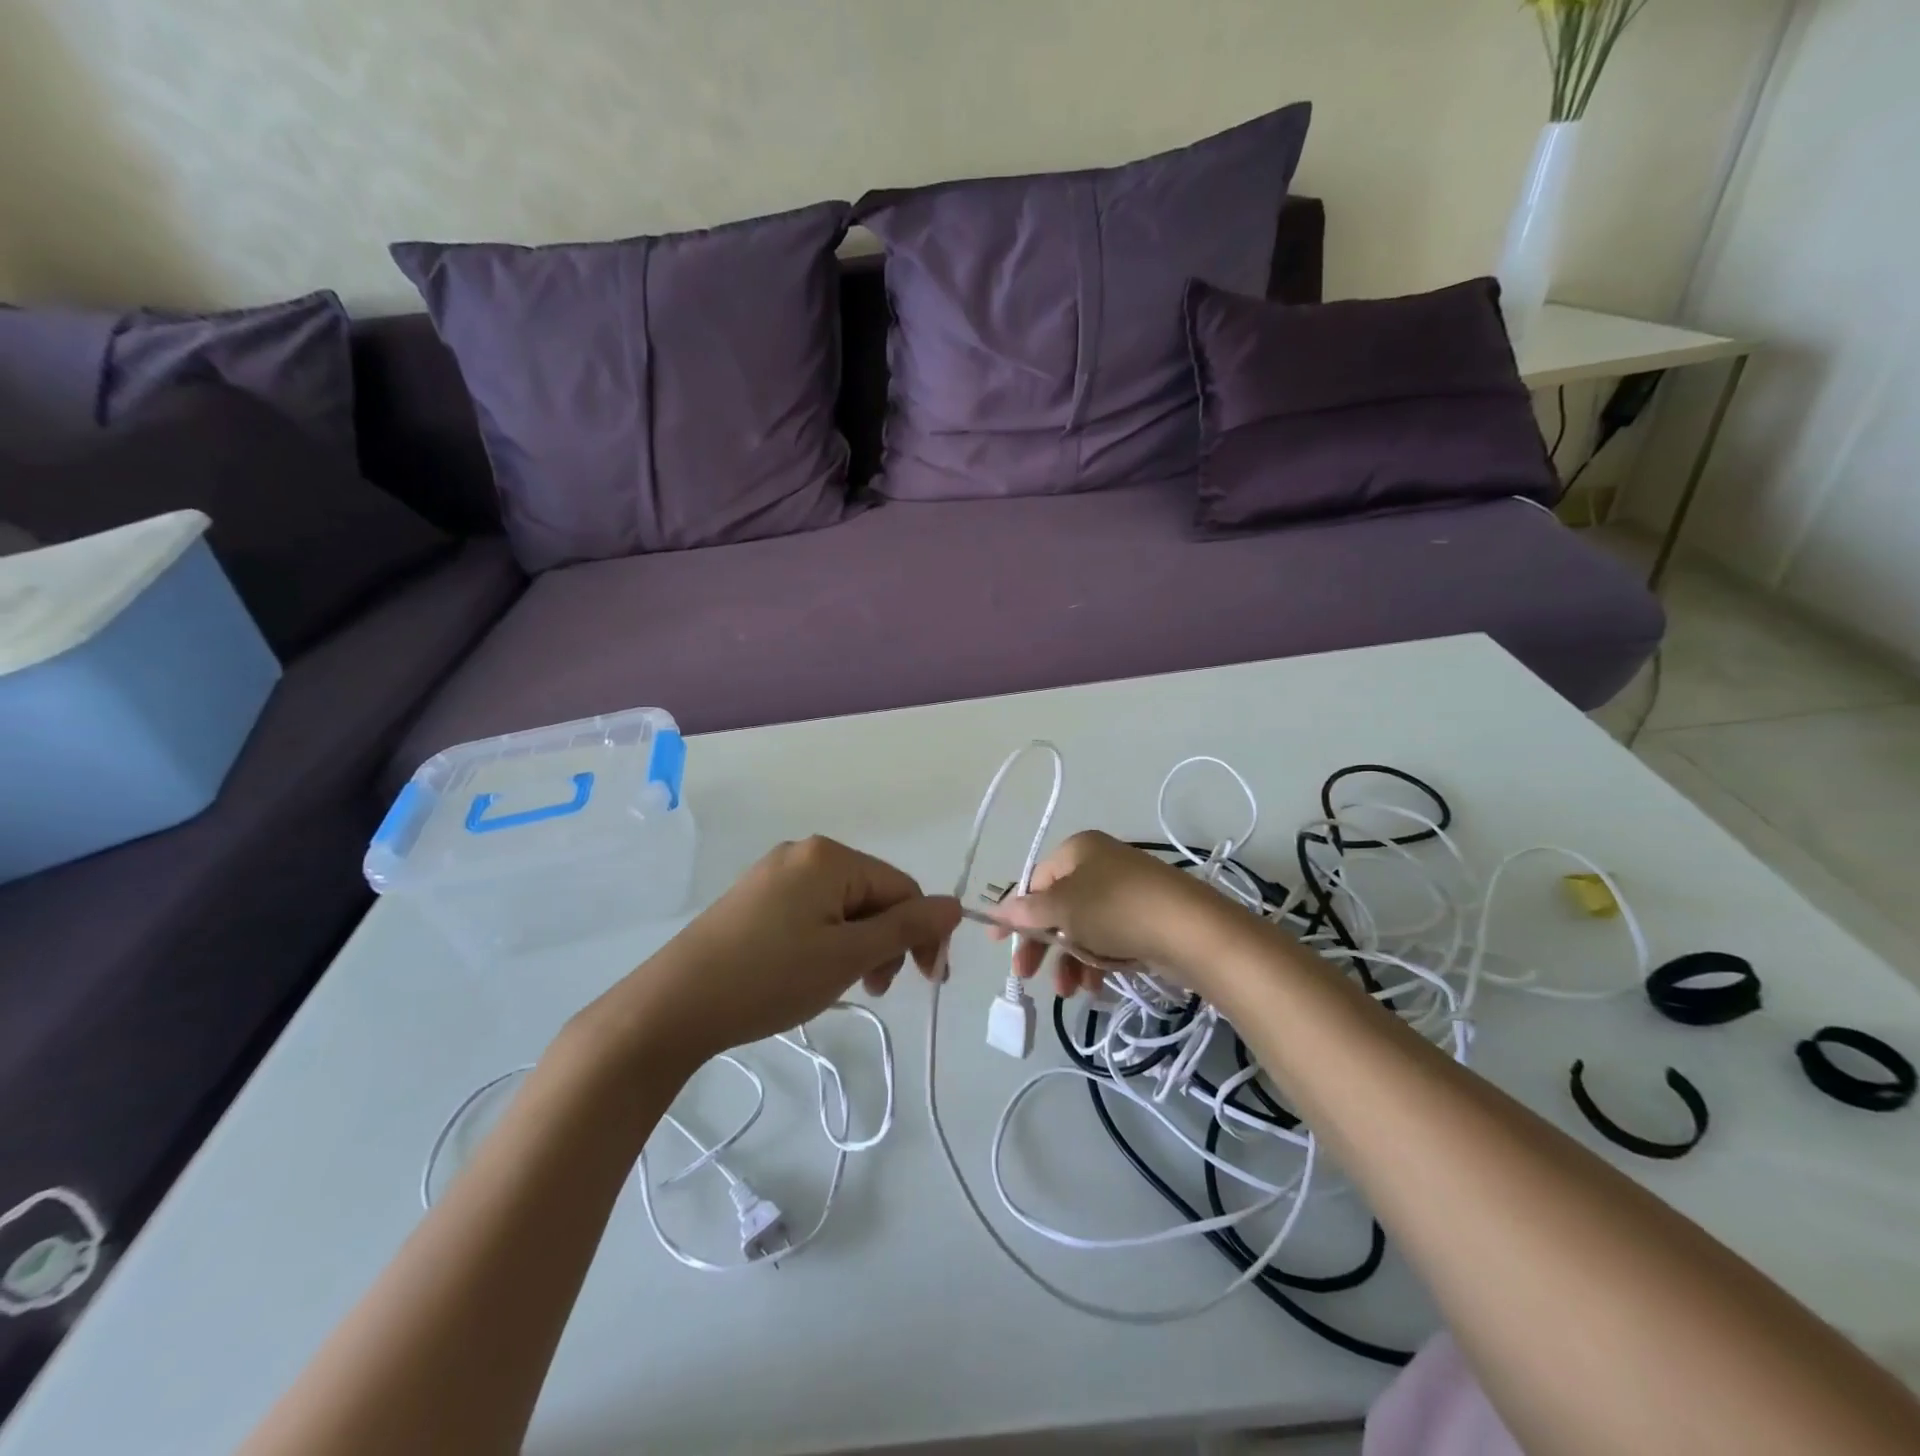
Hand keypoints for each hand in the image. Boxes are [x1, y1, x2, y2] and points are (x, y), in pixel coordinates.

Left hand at [588, 837, 959, 1063]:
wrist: (672, 1006)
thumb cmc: (769, 978)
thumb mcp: (848, 956)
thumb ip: (907, 928)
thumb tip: (956, 905)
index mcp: (831, 856)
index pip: (902, 887)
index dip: (923, 933)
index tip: (927, 982)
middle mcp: (804, 853)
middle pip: (873, 894)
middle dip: (886, 941)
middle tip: (875, 988)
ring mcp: (774, 874)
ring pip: (843, 907)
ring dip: (858, 946)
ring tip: (842, 986)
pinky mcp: (755, 899)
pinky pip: (812, 913)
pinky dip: (826, 943)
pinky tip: (811, 974)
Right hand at [988, 831, 1247, 997]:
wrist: (1190, 929)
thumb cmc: (1115, 909)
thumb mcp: (1063, 908)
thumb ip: (1028, 911)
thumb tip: (1000, 911)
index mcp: (1078, 849)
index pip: (1035, 880)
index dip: (1014, 912)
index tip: (998, 943)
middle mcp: (1100, 864)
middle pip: (1057, 907)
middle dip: (1043, 944)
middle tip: (1027, 975)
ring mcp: (1125, 891)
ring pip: (1083, 928)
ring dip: (1070, 961)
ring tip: (1072, 991)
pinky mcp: (1146, 918)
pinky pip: (1109, 939)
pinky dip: (1097, 961)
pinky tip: (1096, 986)